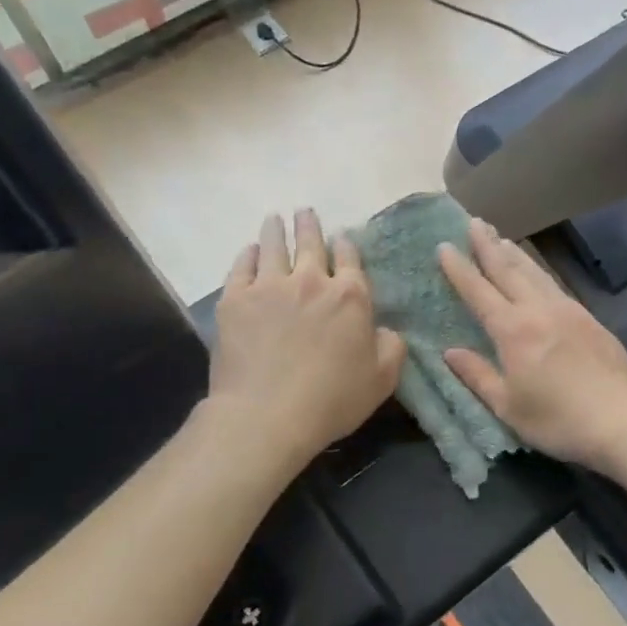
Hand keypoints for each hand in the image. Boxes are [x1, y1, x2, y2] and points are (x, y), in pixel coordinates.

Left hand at [209, 210, 404, 465]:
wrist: (267, 414)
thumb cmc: (331, 400)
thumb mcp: (382, 380)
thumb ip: (391, 348)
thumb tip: (387, 329)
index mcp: (350, 297)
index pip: (349, 259)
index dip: (346, 245)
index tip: (341, 237)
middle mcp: (310, 281)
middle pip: (310, 243)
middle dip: (309, 225)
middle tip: (304, 212)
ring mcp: (269, 286)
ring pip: (273, 246)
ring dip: (275, 230)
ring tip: (274, 219)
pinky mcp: (235, 299)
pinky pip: (241, 266)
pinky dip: (246, 254)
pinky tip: (248, 250)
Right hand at [437, 219, 626, 471]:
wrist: (623, 419)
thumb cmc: (558, 419)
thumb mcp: (508, 406)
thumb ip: (478, 376)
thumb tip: (450, 352)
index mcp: (513, 330)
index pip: (479, 291)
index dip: (459, 269)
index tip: (444, 246)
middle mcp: (539, 310)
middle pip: (509, 270)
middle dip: (488, 246)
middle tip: (474, 222)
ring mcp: (568, 311)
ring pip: (535, 273)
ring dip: (515, 253)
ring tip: (501, 237)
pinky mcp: (589, 319)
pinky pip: (555, 284)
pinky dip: (539, 271)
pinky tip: (537, 272)